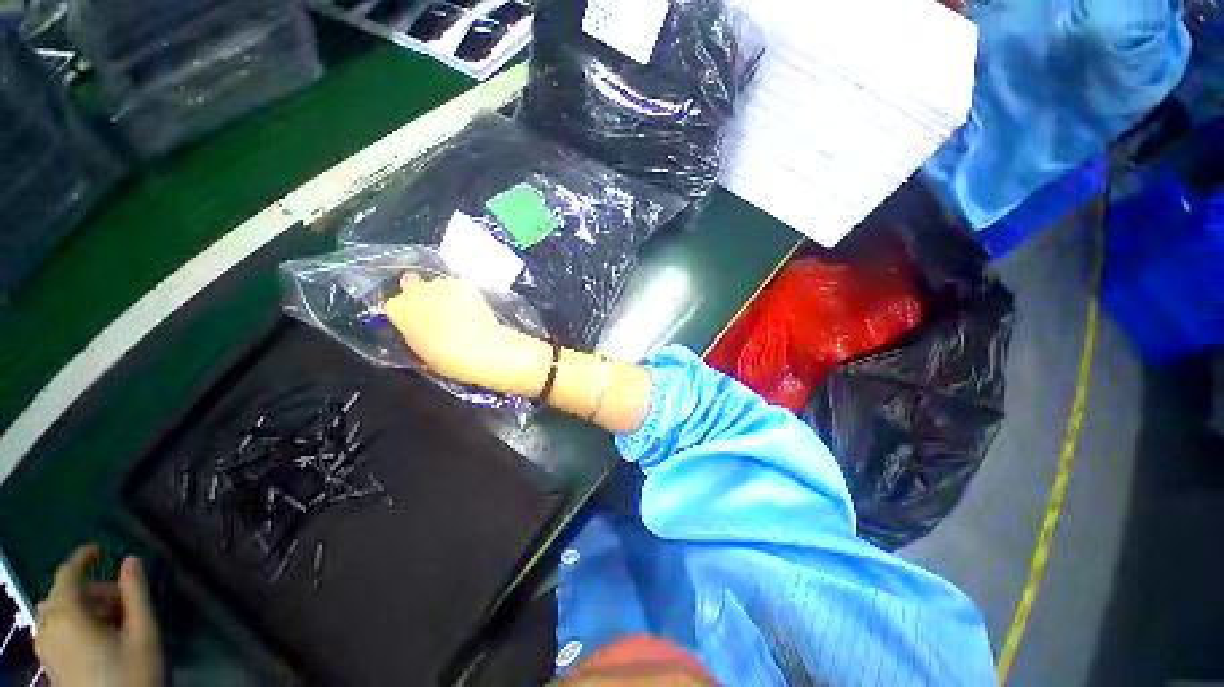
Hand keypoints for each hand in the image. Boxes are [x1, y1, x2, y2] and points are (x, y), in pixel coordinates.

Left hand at [35, 545, 163, 686]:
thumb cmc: (133, 673)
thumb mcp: (143, 633)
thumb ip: (136, 594)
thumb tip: (131, 560)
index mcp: (67, 615)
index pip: (69, 573)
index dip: (83, 557)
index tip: (100, 548)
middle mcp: (48, 626)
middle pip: (63, 595)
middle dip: (91, 592)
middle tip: (122, 602)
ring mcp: (45, 648)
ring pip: (55, 613)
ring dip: (81, 608)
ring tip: (111, 622)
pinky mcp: (49, 663)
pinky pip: (54, 630)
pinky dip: (72, 624)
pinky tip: (96, 639)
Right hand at [385, 275, 529, 387]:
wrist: (477, 349)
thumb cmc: (444, 359)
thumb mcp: (418, 348)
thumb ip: (415, 331)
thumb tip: (422, 328)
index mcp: (396, 309)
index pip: (396, 304)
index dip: (409, 313)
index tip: (419, 322)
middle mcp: (414, 291)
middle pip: (414, 286)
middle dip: (423, 296)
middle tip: (440, 312)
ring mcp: (440, 283)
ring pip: (440, 284)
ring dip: (447, 294)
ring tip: (462, 312)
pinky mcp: (464, 283)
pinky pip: (462, 286)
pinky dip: (467, 294)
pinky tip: (475, 308)